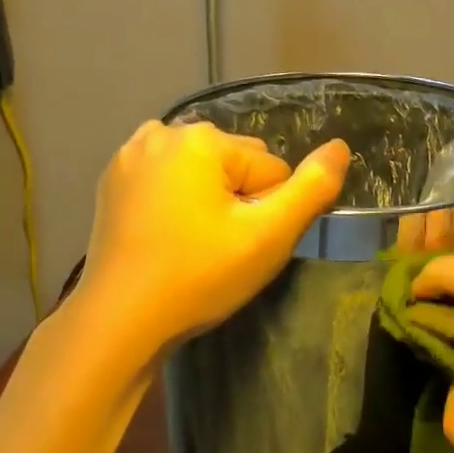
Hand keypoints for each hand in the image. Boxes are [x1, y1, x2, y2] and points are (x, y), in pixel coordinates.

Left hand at [76, 121, 351, 352]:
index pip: (270, 170)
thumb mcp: (269, 236)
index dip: (268, 213)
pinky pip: (167, 183)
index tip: (243, 248)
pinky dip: (175, 203)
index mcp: (200, 138)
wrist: (121, 319)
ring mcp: (129, 156)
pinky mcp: (112, 182)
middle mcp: (161, 133)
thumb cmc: (200, 276)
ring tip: (194, 246)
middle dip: (237, 202)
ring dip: (208, 201)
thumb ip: (313, 188)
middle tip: (220, 251)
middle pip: (234, 165)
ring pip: (200, 174)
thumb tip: (341, 147)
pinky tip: (167, 239)